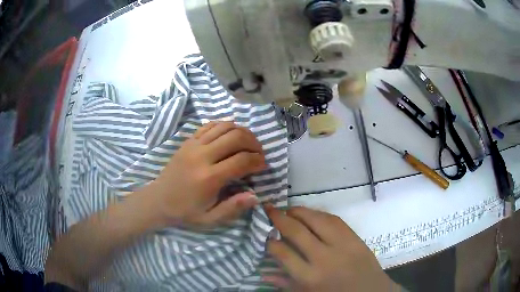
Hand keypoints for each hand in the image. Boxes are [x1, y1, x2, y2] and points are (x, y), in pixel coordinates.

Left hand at [149, 122, 266, 226]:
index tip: (263, 165)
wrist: (158, 200)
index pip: (241, 160)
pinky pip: (210, 125)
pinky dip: (225, 126)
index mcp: (209, 178)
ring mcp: (193, 145)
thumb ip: (233, 208)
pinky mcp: (188, 141)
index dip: (258, 161)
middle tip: (258, 152)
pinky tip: (230, 134)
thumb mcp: (210, 219)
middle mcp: (202, 156)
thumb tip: (255, 196)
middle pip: (236, 137)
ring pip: (224, 127)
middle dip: (253, 143)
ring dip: (241, 131)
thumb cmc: (185, 212)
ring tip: (247, 143)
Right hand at [264, 206, 399, 291]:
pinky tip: (310, 213)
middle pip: (297, 231)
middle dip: (278, 218)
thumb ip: (285, 283)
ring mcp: (342, 244)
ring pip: (316, 219)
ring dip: (298, 211)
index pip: (283, 253)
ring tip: (287, 209)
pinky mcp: (355, 237)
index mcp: (310, 277)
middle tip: (268, 209)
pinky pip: (334, 219)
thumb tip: (263, 272)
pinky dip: (318, 213)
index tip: (264, 235)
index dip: (270, 241)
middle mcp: (324, 258)